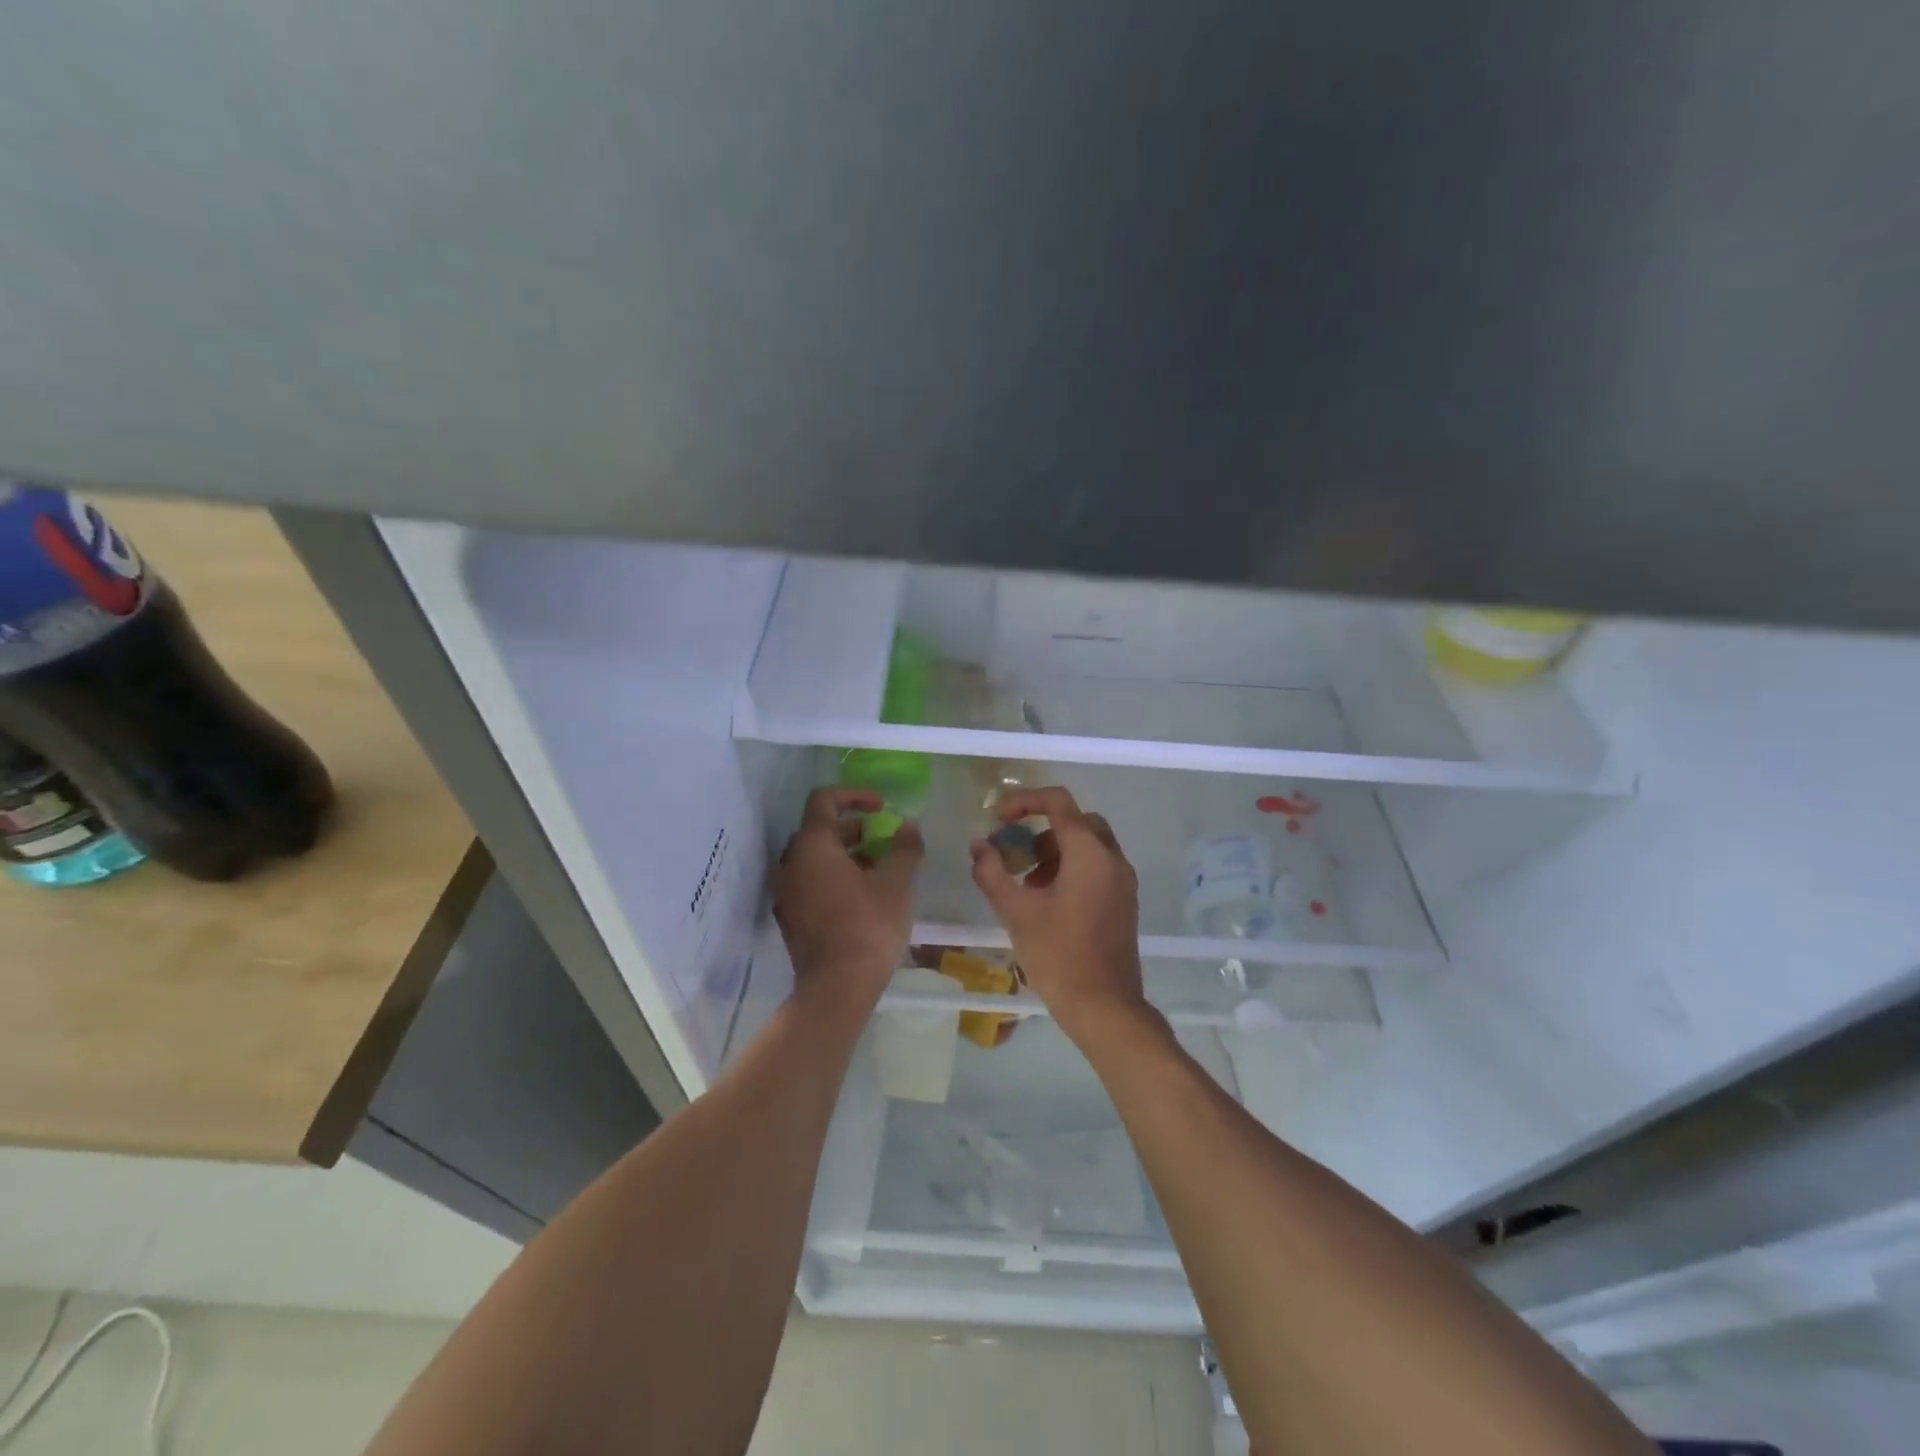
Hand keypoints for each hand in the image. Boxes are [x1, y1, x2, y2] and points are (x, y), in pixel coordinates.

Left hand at [774, 788, 921, 1018]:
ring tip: (878, 868)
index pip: (824, 800)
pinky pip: (810, 882)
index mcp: (812, 846)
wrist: (837, 987)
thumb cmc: (868, 925)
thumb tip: (909, 826)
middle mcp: (790, 863)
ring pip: (814, 858)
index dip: (854, 795)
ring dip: (845, 854)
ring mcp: (786, 892)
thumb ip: (904, 847)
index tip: (881, 807)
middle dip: (853, 828)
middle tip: (883, 839)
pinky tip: (862, 895)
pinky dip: (833, 876)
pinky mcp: (790, 917)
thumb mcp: (897, 882)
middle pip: (818, 829)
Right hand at [968, 786, 1149, 1045]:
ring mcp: (1123, 881)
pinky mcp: (1124, 901)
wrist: (1105, 1007)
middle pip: (1076, 821)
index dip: (1024, 802)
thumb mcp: (1016, 912)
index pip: (1058, 802)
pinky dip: (1071, 868)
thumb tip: (979, 845)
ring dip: (1054, 851)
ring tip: (1026, 884)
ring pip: (1087, 844)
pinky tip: (1047, 902)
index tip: (999, 820)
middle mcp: (1113, 858)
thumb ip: (992, 872)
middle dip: (1041, 829)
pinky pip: (1097, 867)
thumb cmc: (1058, 955)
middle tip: (1015, 853)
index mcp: (1090, 853)